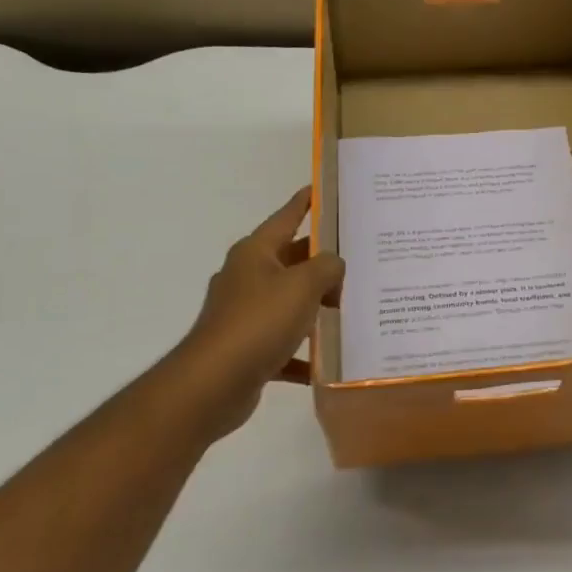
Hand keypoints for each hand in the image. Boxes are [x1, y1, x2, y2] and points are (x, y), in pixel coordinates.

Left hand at [162, 187, 343, 441]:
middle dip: (321, 260)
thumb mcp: (303, 285)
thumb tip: (334, 265)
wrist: (214, 383)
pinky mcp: (248, 349)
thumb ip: (327, 267)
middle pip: (291, 260)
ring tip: (352, 305)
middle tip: (357, 255)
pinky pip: (285, 344)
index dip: (304, 203)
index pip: (285, 218)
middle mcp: (247, 278)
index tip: (319, 189)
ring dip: (316, 306)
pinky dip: (305, 351)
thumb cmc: (259, 322)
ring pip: (290, 303)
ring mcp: (245, 315)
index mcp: (255, 254)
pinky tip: (330, 359)